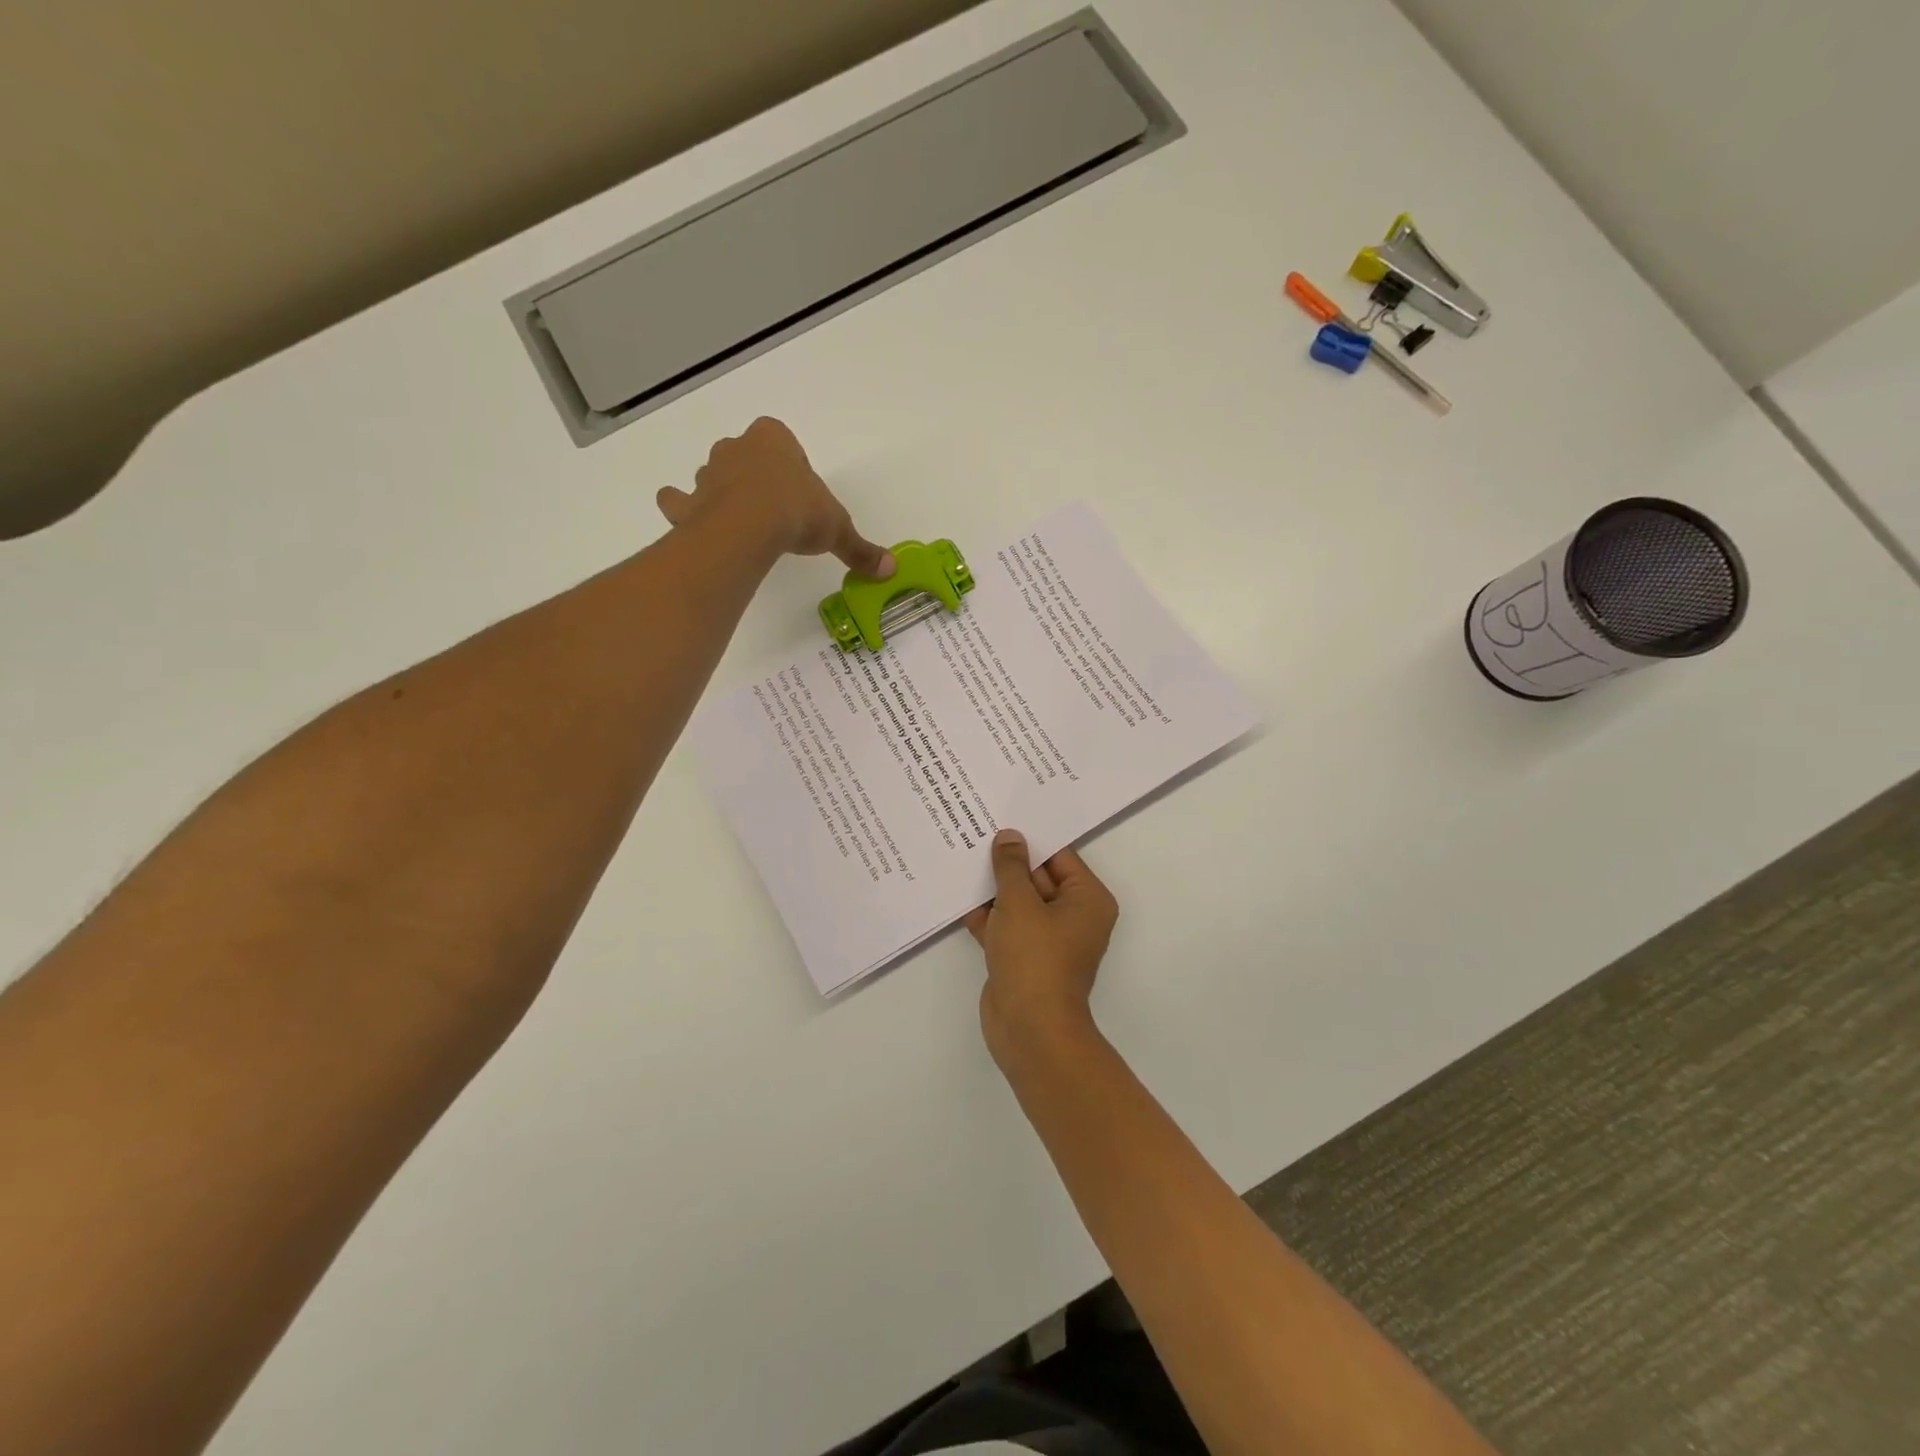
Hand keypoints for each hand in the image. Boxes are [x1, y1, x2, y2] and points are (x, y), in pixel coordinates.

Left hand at [657, 417, 894, 576]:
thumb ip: (861, 549)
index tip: (799, 492)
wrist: (750, 526)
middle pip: (745, 456)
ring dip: (721, 491)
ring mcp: (708, 474)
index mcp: (775, 440)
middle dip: (754, 475)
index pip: (781, 441)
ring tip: (737, 519)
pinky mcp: (689, 503)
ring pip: (712, 475)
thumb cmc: (799, 512)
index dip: (789, 466)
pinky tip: (685, 518)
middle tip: (772, 507)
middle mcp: (738, 449)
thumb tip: (890, 568)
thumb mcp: (839, 530)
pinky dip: (680, 508)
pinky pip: (678, 501)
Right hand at [964, 830, 1117, 1067]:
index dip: (1030, 838)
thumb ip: (1011, 867)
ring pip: (1019, 902)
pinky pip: (1006, 926)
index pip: (1059, 856)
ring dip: (993, 888)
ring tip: (961, 857)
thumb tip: (1009, 837)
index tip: (1001, 817)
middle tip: (975, 832)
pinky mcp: (1024, 957)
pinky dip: (987, 915)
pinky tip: (958, 896)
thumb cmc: (1034, 957)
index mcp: (1087, 899)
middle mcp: (1073, 916)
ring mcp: (1048, 939)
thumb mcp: (1019, 902)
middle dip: (1007, 862)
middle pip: (1038, 877)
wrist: (1029, 1029)